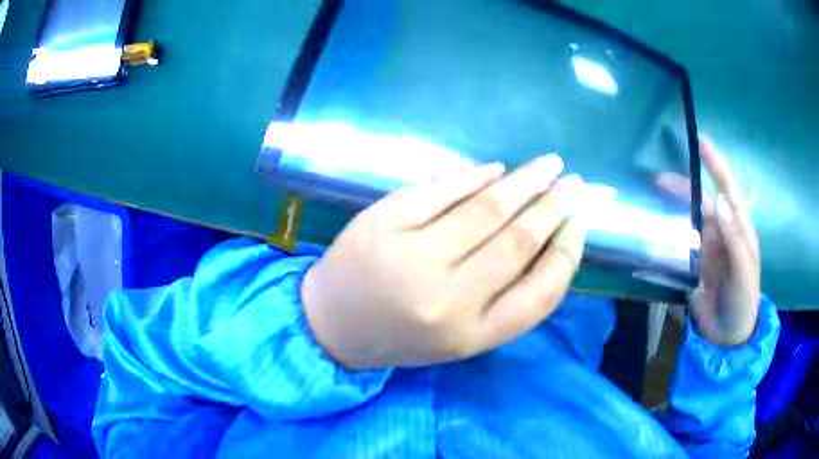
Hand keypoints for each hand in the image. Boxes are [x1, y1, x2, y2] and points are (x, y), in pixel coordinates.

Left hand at [302, 156, 586, 368]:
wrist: (332, 325)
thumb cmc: (402, 337)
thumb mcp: (461, 337)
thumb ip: (507, 300)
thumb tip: (548, 239)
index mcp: (471, 334)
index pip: (541, 291)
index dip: (568, 254)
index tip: (579, 225)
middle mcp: (447, 298)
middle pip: (518, 241)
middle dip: (553, 207)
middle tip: (573, 185)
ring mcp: (411, 256)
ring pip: (486, 209)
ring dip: (525, 182)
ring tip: (548, 166)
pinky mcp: (383, 222)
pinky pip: (440, 190)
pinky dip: (473, 176)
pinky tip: (496, 170)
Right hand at [656, 138, 759, 345]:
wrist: (728, 337)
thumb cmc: (744, 301)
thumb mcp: (745, 272)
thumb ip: (735, 239)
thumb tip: (720, 202)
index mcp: (739, 230)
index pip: (728, 190)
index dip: (716, 165)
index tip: (701, 142)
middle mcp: (722, 234)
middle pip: (702, 203)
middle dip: (684, 188)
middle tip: (658, 180)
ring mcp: (706, 250)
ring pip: (688, 222)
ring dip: (672, 211)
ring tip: (651, 201)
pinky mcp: (692, 267)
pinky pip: (679, 248)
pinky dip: (667, 239)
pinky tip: (654, 233)